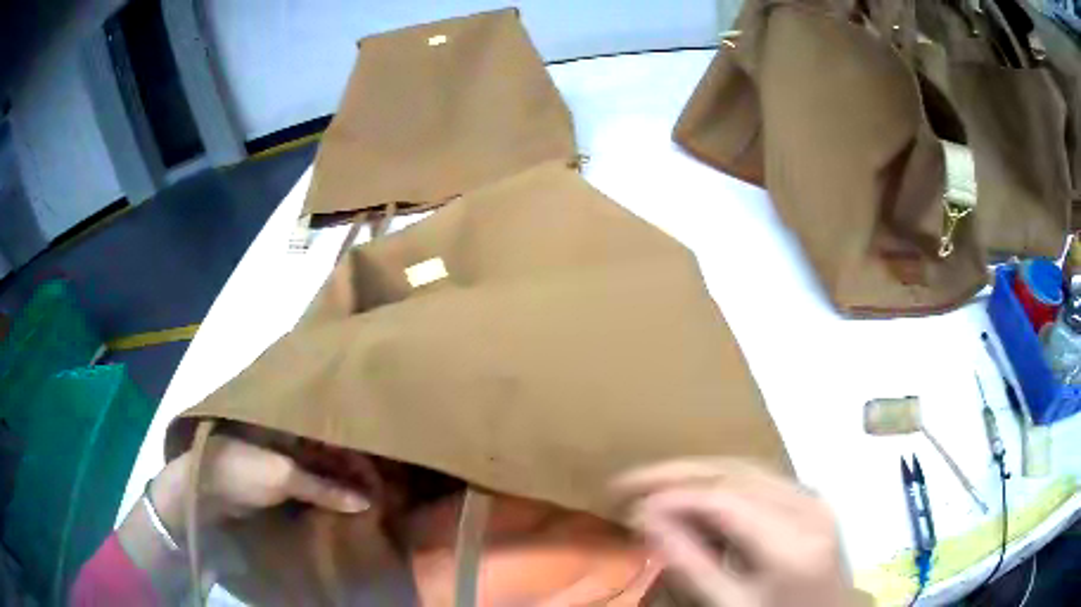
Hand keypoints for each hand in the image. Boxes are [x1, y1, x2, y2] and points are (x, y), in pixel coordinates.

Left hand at [150, 436, 369, 536]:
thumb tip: (368, 501)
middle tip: (384, 479)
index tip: (382, 461)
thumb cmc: (239, 469)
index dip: (355, 442)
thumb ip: (325, 487)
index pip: (330, 425)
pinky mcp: (278, 478)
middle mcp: (288, 432)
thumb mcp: (282, 475)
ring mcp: (283, 456)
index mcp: (287, 418)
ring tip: (374, 490)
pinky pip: (310, 482)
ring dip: (342, 479)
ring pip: (321, 465)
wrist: (203, 492)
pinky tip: (348, 499)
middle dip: (352, 462)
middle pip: (328, 446)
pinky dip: (328, 491)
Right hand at [613, 459, 848, 606]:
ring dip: (697, 472)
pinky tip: (698, 492)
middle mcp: (808, 507)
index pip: (725, 499)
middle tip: (628, 481)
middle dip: (678, 472)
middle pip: (736, 472)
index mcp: (792, 542)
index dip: (672, 494)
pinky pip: (761, 477)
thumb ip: (691, 565)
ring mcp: (813, 498)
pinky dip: (722, 480)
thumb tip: (647, 518)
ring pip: (747, 467)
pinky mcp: (811, 498)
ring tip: (654, 483)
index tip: (625, 501)